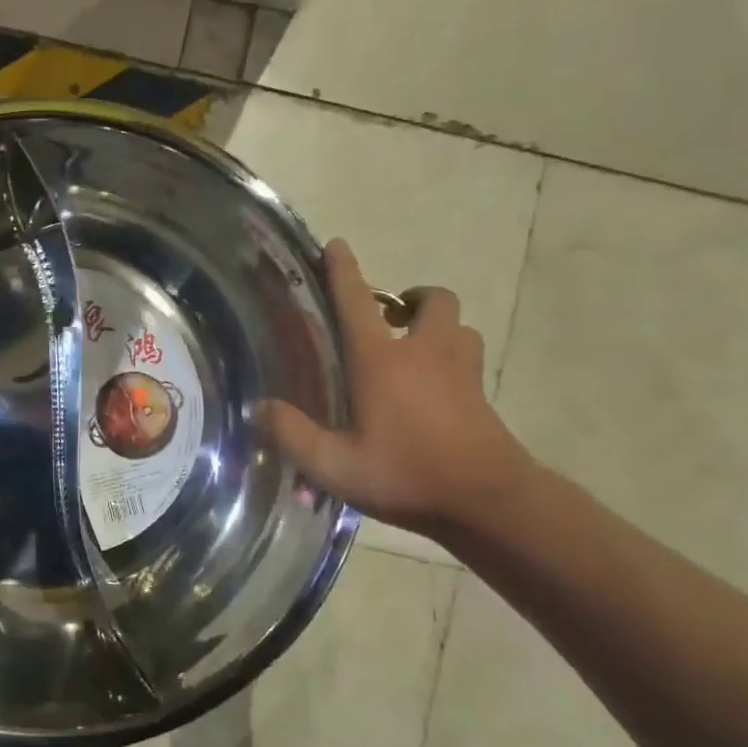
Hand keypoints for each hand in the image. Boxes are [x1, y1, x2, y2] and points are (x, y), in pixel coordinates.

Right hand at [260, 238, 533, 536]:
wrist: (488, 501)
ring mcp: (460, 372)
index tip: (337, 245)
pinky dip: (451, 360)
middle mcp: (424, 353)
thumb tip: (258, 408)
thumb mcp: (335, 466)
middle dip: (412, 299)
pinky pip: (468, 359)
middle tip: (389, 319)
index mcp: (382, 361)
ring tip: (414, 351)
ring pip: (458, 327)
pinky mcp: (480, 396)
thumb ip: (293, 435)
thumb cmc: (406, 474)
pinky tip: (434, 391)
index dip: (344, 271)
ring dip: (437, 327)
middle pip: (432, 301)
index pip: (357, 302)